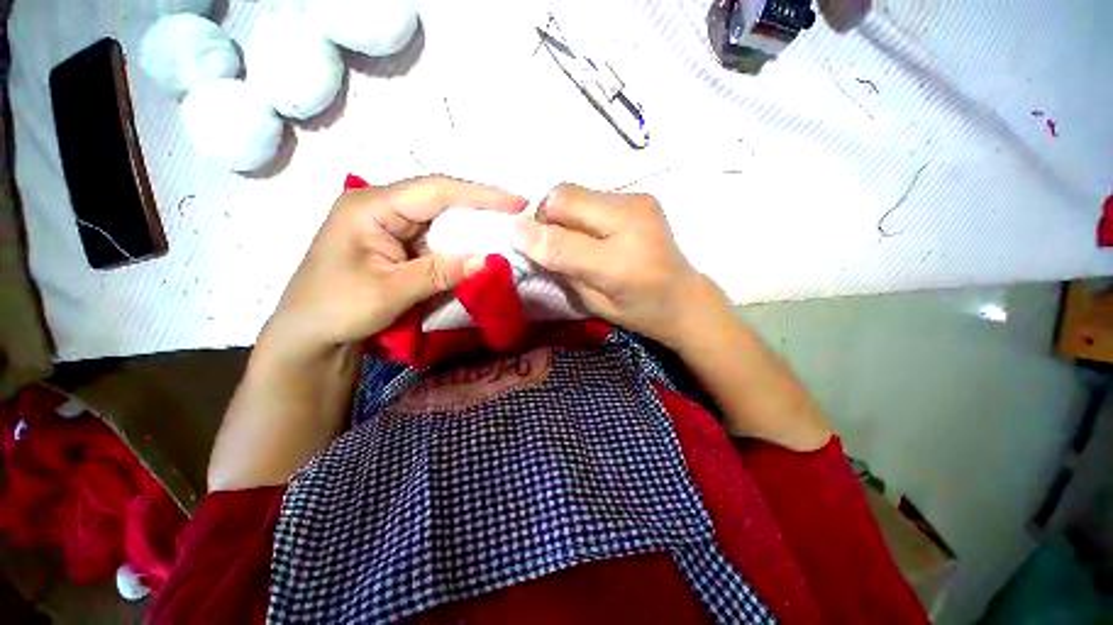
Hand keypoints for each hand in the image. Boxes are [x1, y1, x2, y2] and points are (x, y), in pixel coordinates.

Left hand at [262, 176, 526, 360]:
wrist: (310, 335)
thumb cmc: (336, 309)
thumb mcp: (390, 292)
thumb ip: (440, 272)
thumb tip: (489, 260)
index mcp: (371, 207)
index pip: (435, 190)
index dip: (479, 195)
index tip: (516, 203)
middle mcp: (381, 207)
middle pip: (440, 200)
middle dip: (480, 209)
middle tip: (518, 218)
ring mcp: (389, 225)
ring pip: (441, 219)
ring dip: (472, 229)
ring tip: (506, 233)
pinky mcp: (397, 244)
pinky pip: (435, 239)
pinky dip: (459, 246)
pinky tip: (478, 251)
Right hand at [512, 184, 715, 347]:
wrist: (684, 297)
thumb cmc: (638, 311)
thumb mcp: (594, 304)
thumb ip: (561, 269)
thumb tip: (527, 238)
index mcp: (622, 265)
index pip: (561, 241)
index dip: (530, 235)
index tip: (513, 236)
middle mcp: (632, 221)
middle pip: (563, 197)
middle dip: (543, 216)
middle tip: (546, 240)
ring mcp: (638, 201)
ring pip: (575, 191)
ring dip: (560, 212)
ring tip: (571, 237)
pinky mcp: (641, 195)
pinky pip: (591, 194)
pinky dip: (579, 210)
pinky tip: (590, 231)